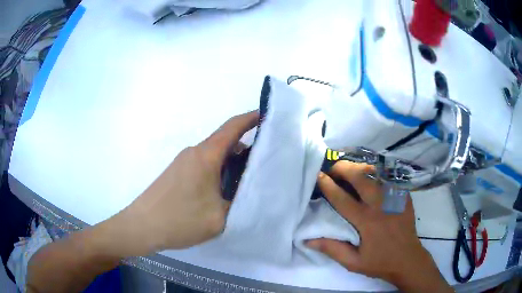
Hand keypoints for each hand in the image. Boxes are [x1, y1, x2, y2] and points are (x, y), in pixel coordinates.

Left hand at [107, 111, 258, 255]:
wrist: (141, 226)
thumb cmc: (179, 220)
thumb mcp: (218, 217)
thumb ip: (239, 203)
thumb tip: (248, 192)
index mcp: (205, 157)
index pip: (232, 127)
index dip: (251, 118)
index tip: (268, 117)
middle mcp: (194, 153)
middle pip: (224, 141)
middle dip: (247, 145)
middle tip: (266, 160)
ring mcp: (183, 162)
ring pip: (214, 154)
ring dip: (232, 161)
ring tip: (249, 178)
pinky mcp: (177, 172)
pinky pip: (204, 164)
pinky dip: (219, 169)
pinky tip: (225, 188)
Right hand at [306, 161, 451, 292]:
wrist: (408, 259)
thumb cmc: (380, 262)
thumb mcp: (353, 263)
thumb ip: (332, 249)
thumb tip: (308, 240)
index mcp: (366, 222)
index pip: (342, 198)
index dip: (328, 185)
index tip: (318, 176)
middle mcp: (380, 205)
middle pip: (360, 177)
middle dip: (344, 168)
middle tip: (334, 170)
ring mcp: (394, 197)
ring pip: (375, 172)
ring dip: (359, 168)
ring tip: (350, 171)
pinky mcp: (403, 195)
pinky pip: (388, 177)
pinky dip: (375, 173)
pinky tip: (369, 177)